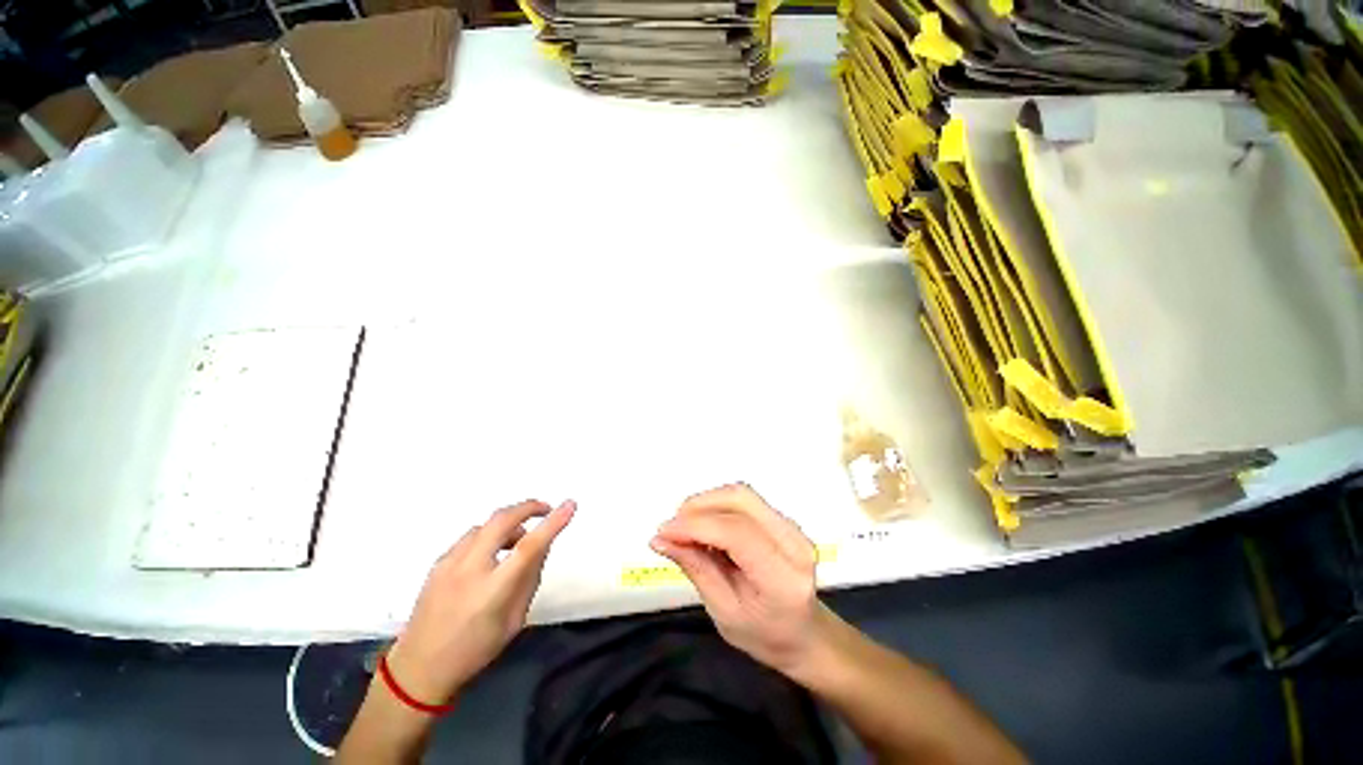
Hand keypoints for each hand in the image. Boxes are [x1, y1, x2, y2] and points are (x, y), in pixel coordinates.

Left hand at [386, 499, 574, 704]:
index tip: (570, 504)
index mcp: (492, 590)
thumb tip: (543, 545)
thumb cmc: (474, 650)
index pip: (529, 546)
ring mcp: (449, 563)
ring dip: (508, 524)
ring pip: (486, 525)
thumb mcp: (514, 621)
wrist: (418, 669)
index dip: (553, 522)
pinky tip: (490, 555)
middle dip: (528, 507)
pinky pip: (470, 537)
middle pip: (502, 520)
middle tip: (545, 510)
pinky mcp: (437, 563)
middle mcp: (469, 569)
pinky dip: (488, 536)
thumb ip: (530, 579)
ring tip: (516, 542)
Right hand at [651, 484, 830, 676]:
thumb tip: (660, 539)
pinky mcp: (783, 519)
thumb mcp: (723, 613)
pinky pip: (744, 501)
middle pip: (740, 500)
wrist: (803, 633)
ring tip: (686, 527)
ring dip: (707, 503)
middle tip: (673, 527)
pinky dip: (717, 507)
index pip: (736, 533)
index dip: (696, 525)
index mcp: (783, 577)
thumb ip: (695, 568)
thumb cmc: (764, 634)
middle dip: (699, 506)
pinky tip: (706, 527)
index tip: (663, 532)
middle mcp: (793, 542)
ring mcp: (792, 526)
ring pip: (741, 494)